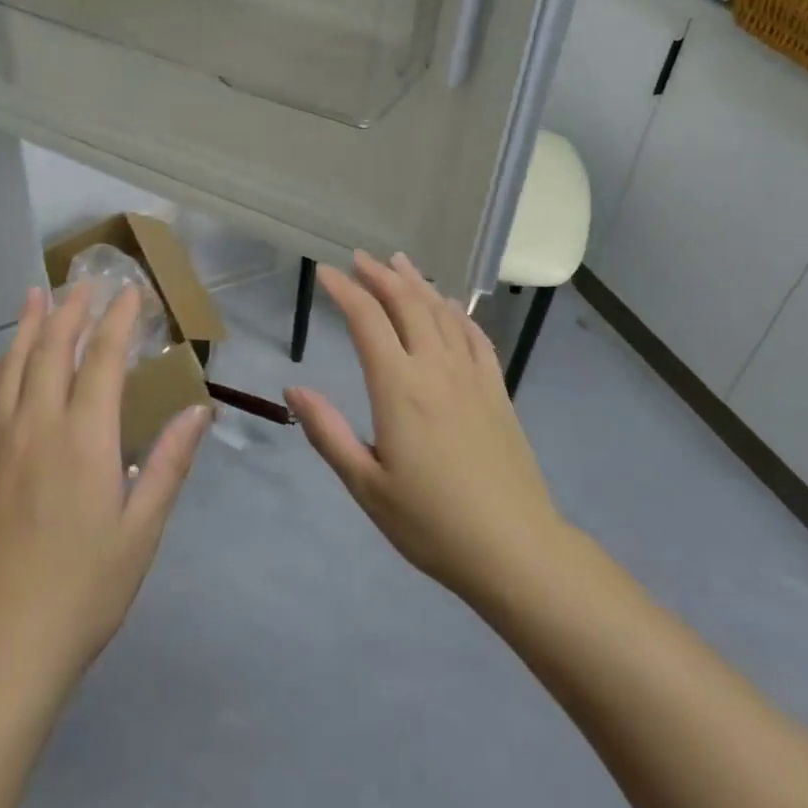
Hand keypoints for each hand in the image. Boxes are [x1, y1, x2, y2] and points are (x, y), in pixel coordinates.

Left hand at [0, 284, 212, 695]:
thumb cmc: (83, 594)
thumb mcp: (141, 531)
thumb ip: (168, 463)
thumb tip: (199, 410)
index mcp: (84, 440)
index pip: (103, 360)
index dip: (118, 320)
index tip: (131, 290)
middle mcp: (37, 430)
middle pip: (51, 351)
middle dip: (70, 310)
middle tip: (85, 281)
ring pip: (10, 371)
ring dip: (25, 329)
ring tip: (34, 296)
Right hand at [285, 251, 567, 606]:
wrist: (515, 548)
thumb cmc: (432, 523)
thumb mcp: (367, 486)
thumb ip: (329, 432)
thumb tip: (293, 389)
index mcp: (399, 387)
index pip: (367, 320)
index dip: (344, 291)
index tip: (325, 271)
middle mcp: (436, 368)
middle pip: (407, 304)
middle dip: (380, 275)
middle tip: (359, 258)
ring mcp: (472, 375)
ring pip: (442, 312)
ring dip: (417, 283)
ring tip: (399, 263)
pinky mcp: (497, 389)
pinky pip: (475, 335)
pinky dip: (457, 312)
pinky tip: (450, 305)